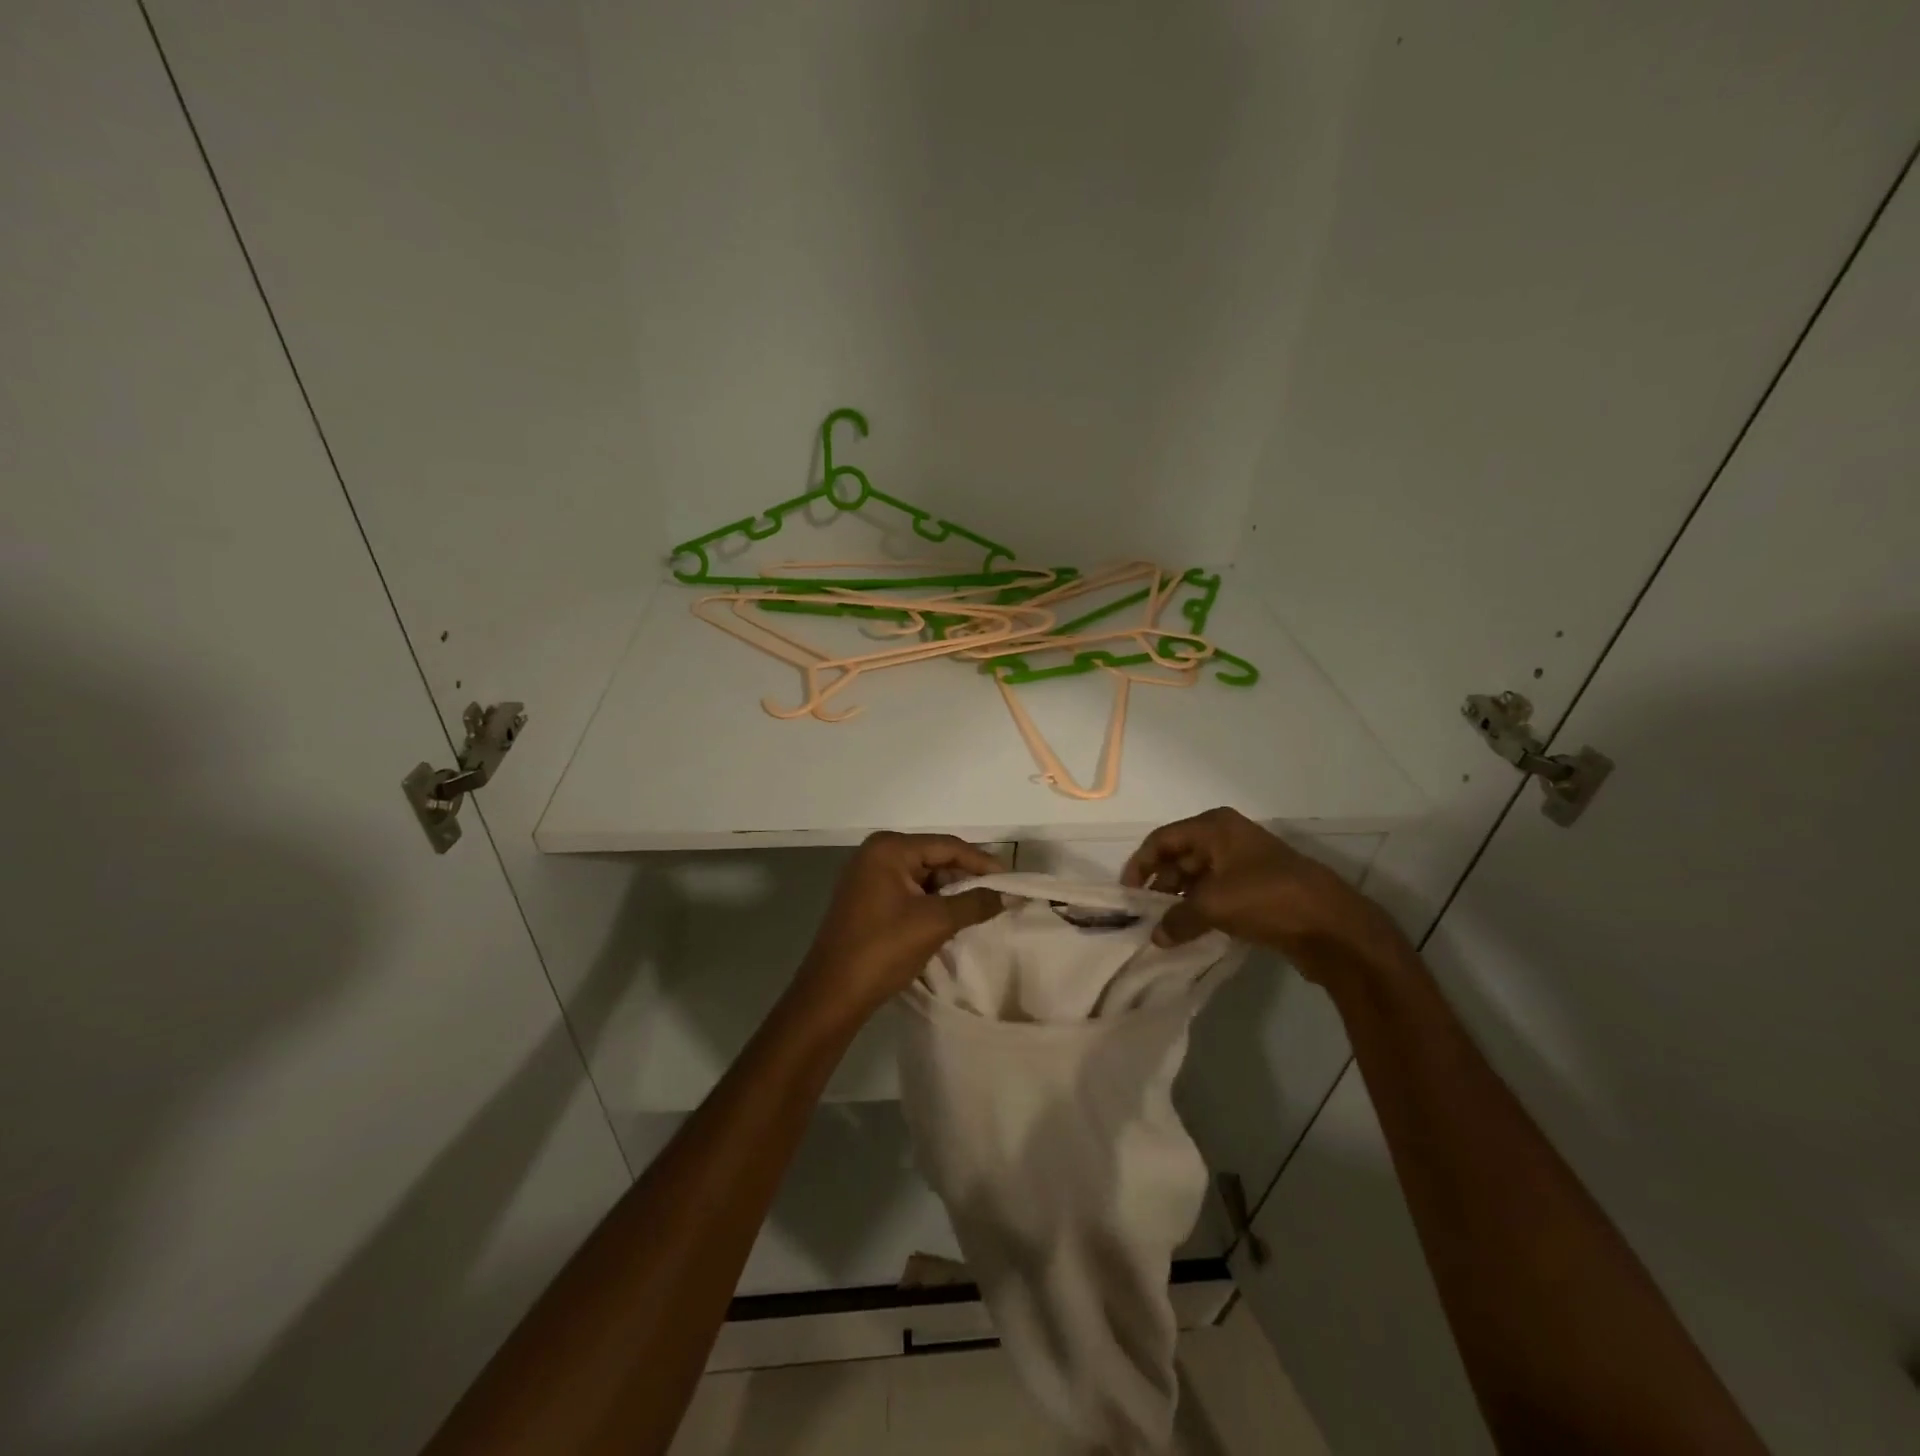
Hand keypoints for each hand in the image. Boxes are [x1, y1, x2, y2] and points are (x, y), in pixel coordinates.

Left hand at [793, 832, 1006, 1019]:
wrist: (832, 994)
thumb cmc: (883, 950)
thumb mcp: (935, 923)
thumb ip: (974, 903)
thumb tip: (1007, 895)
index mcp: (889, 848)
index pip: (947, 846)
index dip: (982, 862)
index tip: (1012, 878)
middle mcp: (876, 852)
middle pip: (934, 857)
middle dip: (966, 876)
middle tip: (999, 894)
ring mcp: (867, 875)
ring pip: (922, 875)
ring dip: (950, 891)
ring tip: (980, 907)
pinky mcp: (866, 898)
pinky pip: (908, 890)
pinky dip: (931, 901)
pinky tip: (951, 916)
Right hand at [1121, 807, 1405, 976]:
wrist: (1333, 926)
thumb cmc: (1267, 898)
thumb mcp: (1213, 905)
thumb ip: (1177, 919)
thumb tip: (1156, 936)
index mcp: (1215, 827)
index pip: (1162, 840)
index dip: (1140, 865)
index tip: (1128, 895)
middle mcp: (1228, 838)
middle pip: (1179, 857)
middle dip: (1160, 886)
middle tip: (1145, 916)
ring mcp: (1245, 864)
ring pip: (1198, 879)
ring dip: (1180, 901)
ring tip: (1165, 928)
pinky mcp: (1258, 890)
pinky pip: (1217, 896)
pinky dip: (1201, 911)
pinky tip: (1191, 932)